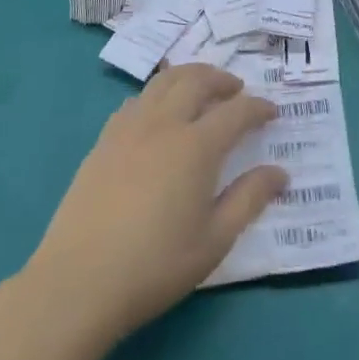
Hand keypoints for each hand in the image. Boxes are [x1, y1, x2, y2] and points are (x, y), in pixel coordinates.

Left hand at [24, 63, 287, 350]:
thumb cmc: (155, 265)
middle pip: (196, 80)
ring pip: (163, 82)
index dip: (259, 108)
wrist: (78, 283)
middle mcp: (164, 124)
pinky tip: (159, 115)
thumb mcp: (214, 240)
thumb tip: (280, 172)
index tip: (272, 112)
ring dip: (189, 77)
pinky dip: (157, 95)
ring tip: (201, 90)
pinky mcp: (103, 142)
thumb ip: (249, 199)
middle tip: (237, 90)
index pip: (236, 111)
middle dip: (222, 79)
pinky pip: (136, 101)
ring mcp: (128, 129)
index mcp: (196, 146)